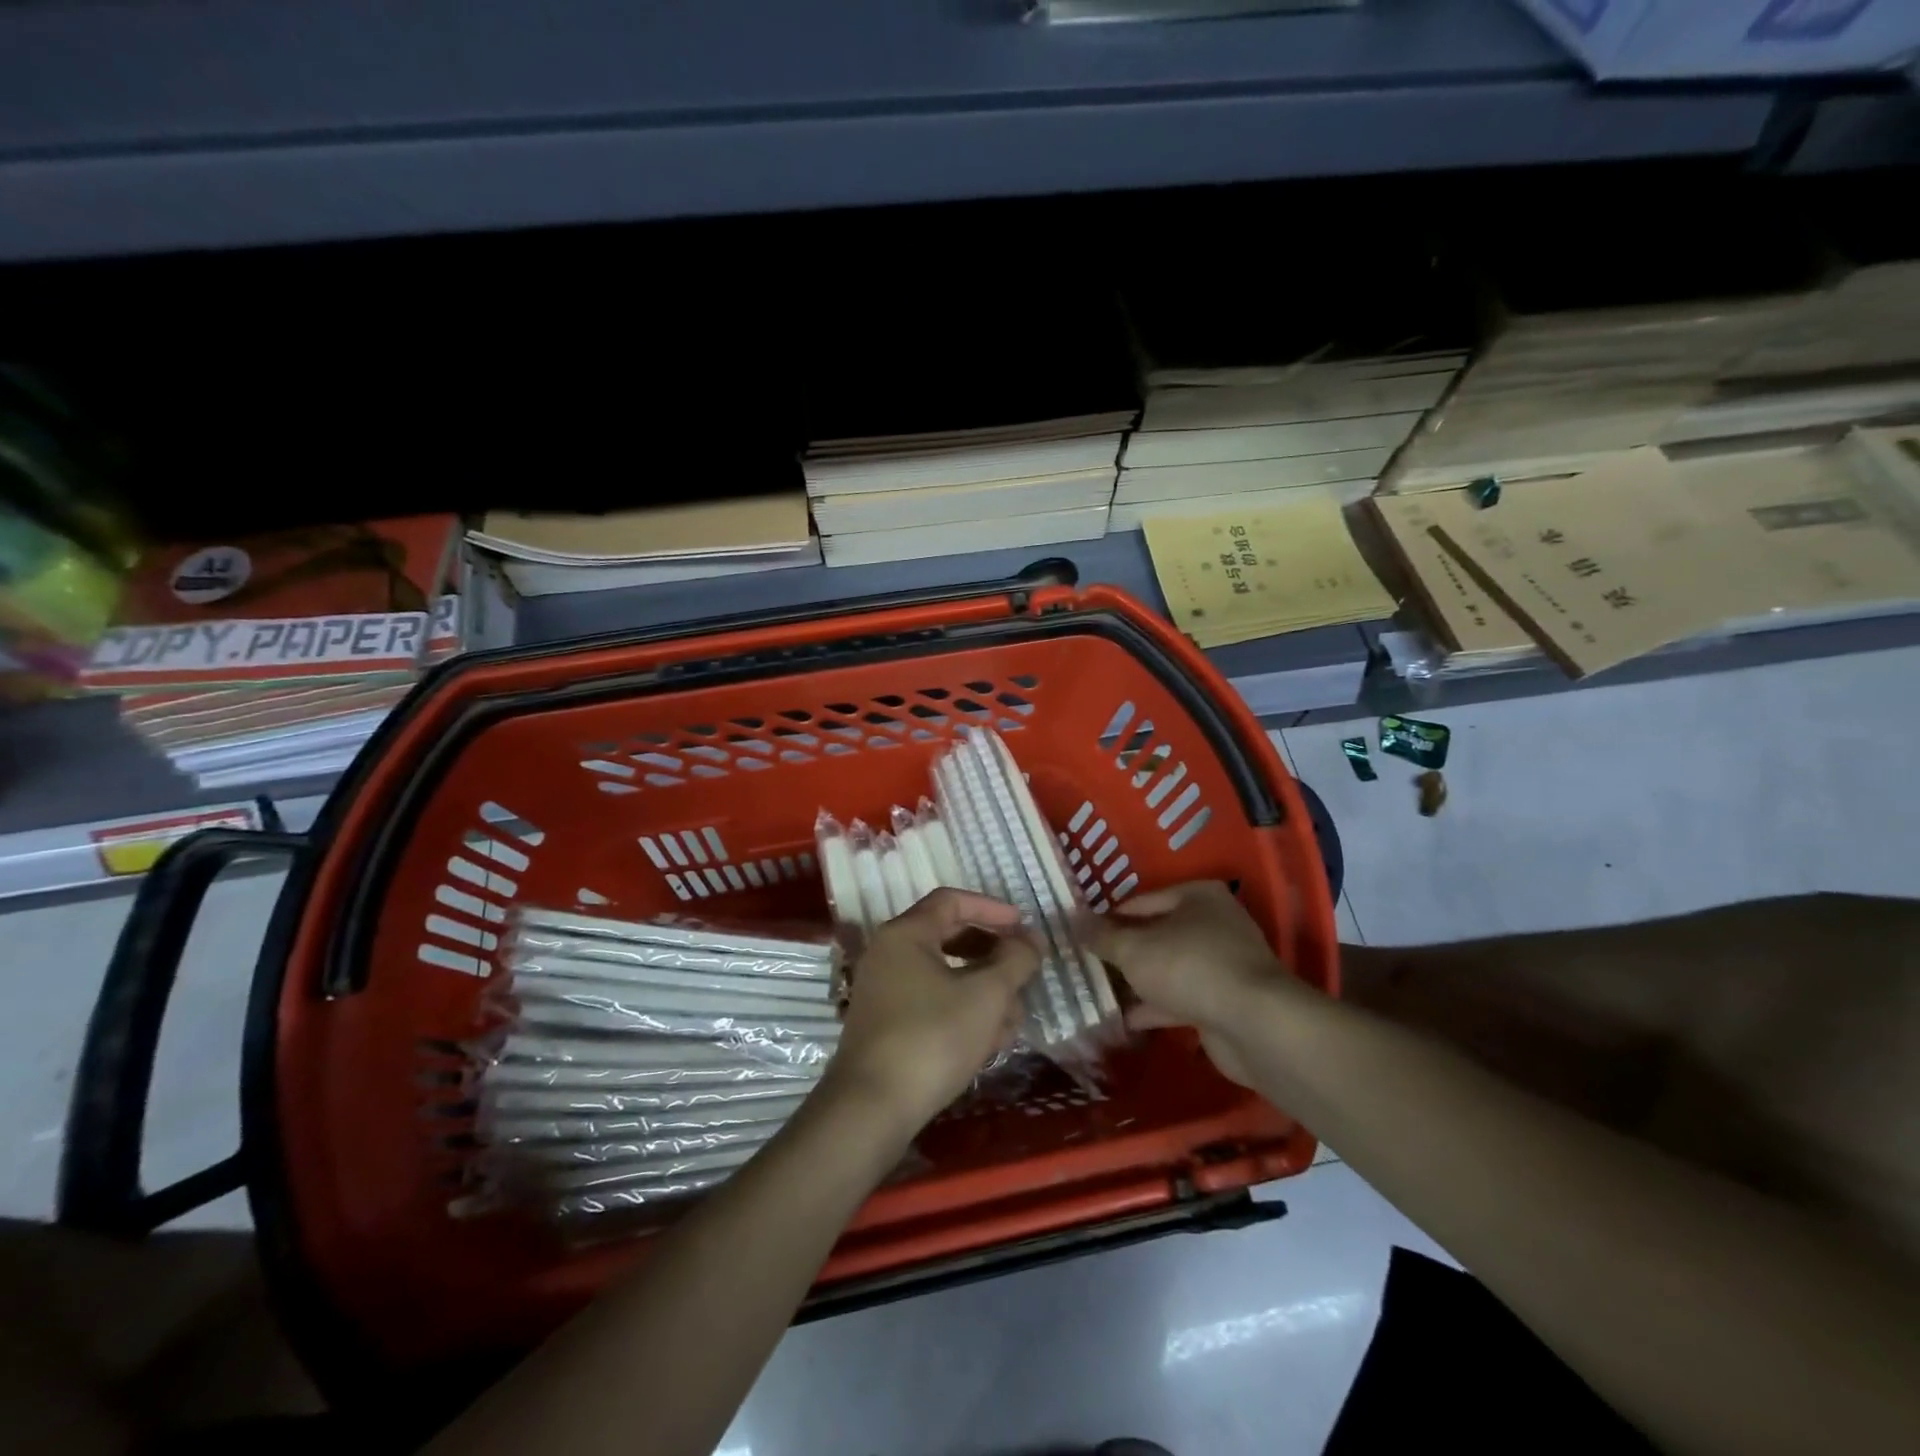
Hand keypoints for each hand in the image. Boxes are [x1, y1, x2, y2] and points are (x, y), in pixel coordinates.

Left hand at [829, 889, 1040, 1128]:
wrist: (872, 1108)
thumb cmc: (933, 1037)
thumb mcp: (987, 995)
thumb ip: (1015, 960)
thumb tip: (1030, 939)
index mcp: (905, 934)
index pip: (952, 901)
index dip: (992, 909)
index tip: (1024, 928)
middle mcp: (888, 954)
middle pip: (950, 939)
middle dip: (992, 958)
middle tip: (1022, 975)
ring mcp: (884, 992)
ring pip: (945, 977)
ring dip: (983, 992)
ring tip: (1013, 1020)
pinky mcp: (886, 1026)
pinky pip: (931, 1004)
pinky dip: (962, 1013)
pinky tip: (988, 1043)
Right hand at [1088, 880, 1304, 1086]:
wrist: (1254, 1024)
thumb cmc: (1189, 967)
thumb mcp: (1134, 948)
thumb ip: (1103, 937)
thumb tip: (1075, 922)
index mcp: (1197, 896)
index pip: (1141, 902)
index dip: (1109, 918)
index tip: (1081, 936)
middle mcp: (1214, 923)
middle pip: (1157, 934)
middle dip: (1124, 953)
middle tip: (1087, 965)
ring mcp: (1223, 964)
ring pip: (1170, 968)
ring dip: (1139, 982)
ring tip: (1100, 993)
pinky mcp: (1226, 1001)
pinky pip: (1182, 998)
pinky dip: (1157, 1007)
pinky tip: (1126, 1020)